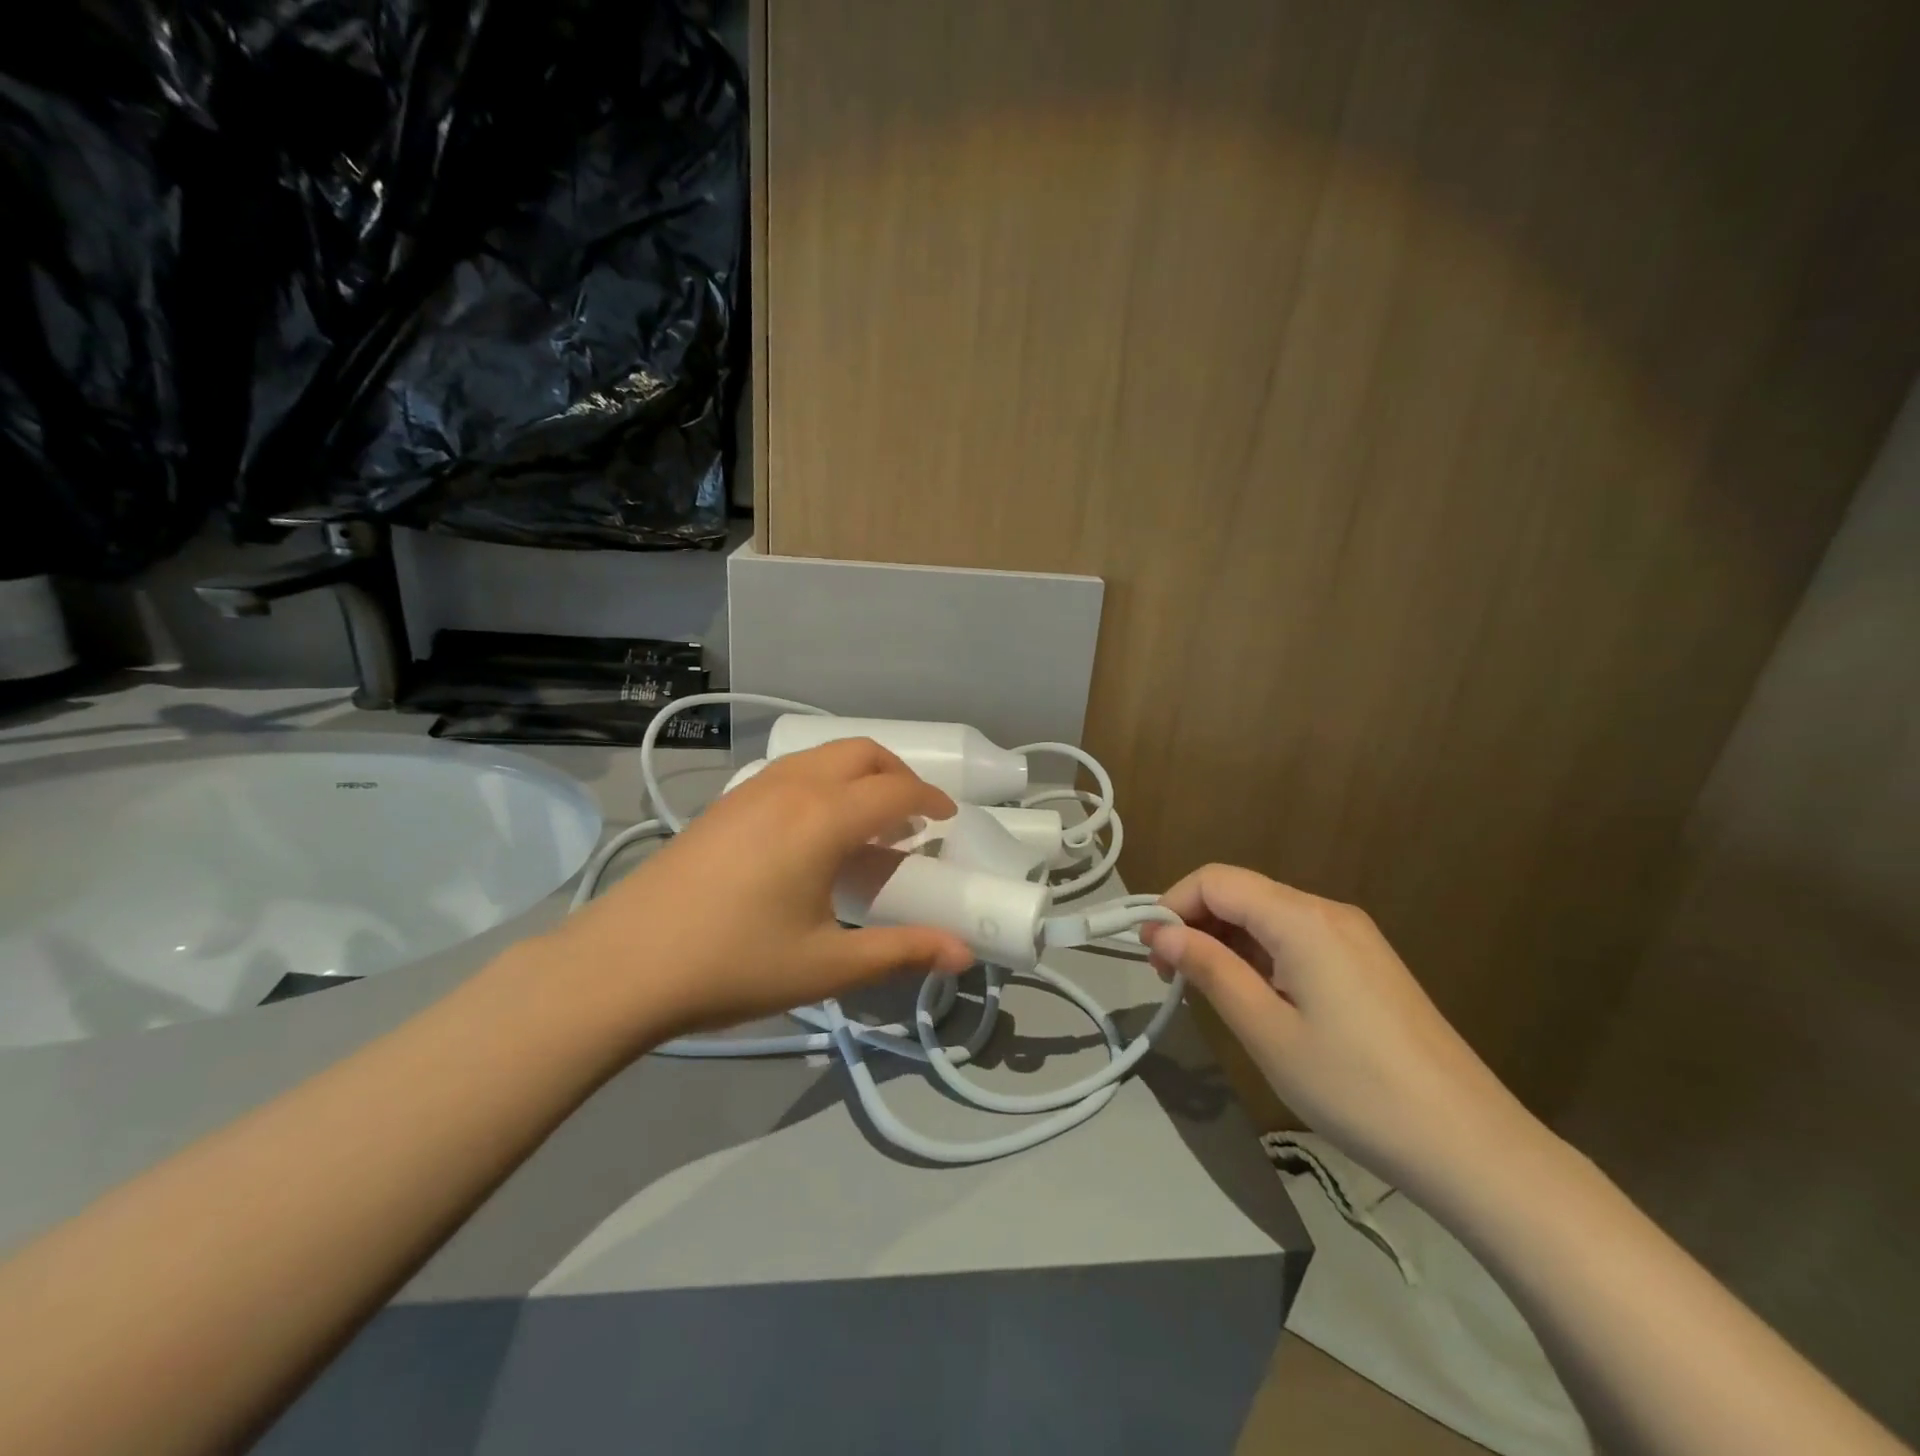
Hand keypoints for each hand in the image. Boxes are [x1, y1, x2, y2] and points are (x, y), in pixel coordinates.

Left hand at [542, 740, 974, 1048]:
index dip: (930, 801)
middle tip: (914, 814)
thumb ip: (901, 952)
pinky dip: (824, 780)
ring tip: (867, 818)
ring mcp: (751, 789)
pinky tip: (813, 828)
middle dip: (898, 774)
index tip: (947, 821)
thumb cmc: (733, 965)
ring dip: (858, 772)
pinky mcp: (725, 803)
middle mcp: (791, 787)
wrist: (622, 965)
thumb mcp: (826, 965)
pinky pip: (791, 769)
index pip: (895, 792)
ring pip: (822, 755)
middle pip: (861, 753)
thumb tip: (964, 953)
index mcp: (822, 818)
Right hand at [1140, 864, 1542, 1197]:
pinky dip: (1260, 957)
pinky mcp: (1366, 964)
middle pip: (1242, 894)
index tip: (1150, 953)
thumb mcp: (1266, 1030)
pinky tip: (1253, 998)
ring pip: (1267, 918)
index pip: (1216, 880)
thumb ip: (1209, 970)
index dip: (1172, 905)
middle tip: (1169, 978)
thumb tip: (1161, 933)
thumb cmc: (1355, 1087)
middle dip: (1195, 924)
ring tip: (1205, 993)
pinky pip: (1296, 940)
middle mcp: (1328, 912)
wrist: (1471, 1145)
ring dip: (1226, 943)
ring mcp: (1353, 937)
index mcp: (1302, 918)